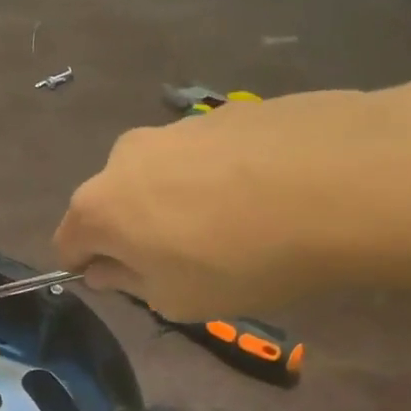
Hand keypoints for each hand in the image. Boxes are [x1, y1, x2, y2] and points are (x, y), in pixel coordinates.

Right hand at [53, 80, 410, 319]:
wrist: (342, 181)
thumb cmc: (242, 259)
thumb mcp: (178, 299)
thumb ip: (129, 284)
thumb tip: (106, 267)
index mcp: (100, 205)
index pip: (68, 241)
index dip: (89, 266)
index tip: (123, 283)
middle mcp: (126, 156)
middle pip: (114, 201)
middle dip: (135, 230)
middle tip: (185, 259)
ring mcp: (178, 127)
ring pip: (160, 174)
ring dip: (178, 200)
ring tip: (235, 225)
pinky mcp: (228, 111)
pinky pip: (206, 154)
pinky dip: (219, 176)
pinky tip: (266, 195)